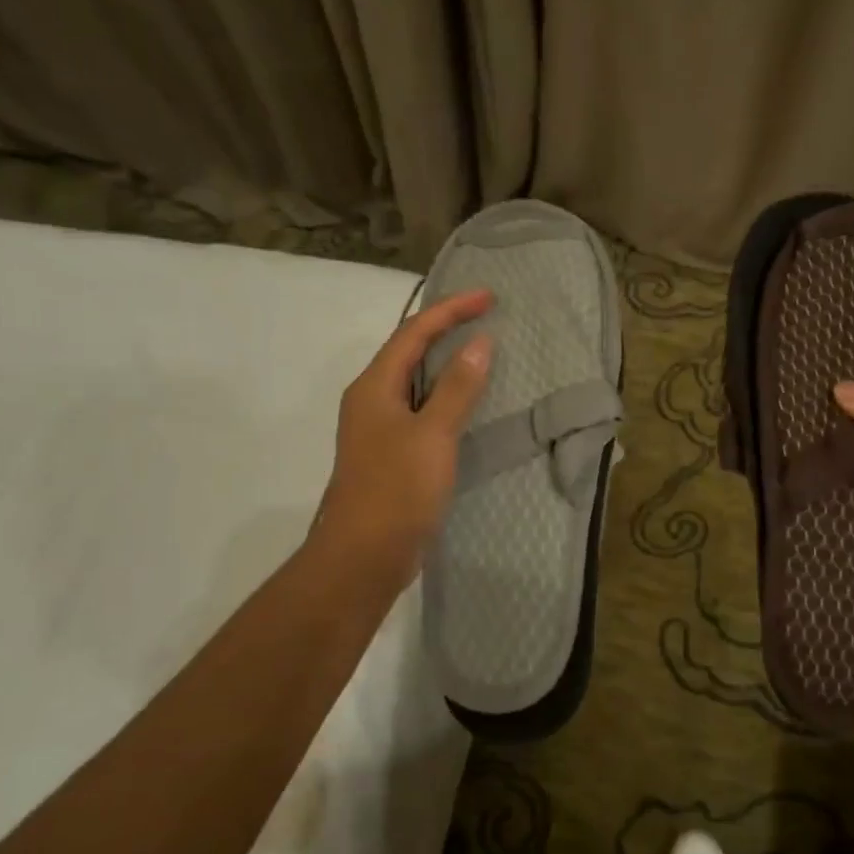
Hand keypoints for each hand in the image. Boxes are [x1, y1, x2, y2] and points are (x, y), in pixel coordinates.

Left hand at [305, 289, 493, 594]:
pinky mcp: (391, 454)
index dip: (451, 310)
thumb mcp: (433, 434)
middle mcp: (372, 400)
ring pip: (415, 381)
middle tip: (486, 317)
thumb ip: (457, 387)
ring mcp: (379, 429)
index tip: (489, 297)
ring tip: (481, 351)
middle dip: (446, 328)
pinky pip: (421, 409)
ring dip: (446, 362)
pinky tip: (468, 404)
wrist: (364, 555)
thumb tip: (479, 342)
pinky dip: (446, 395)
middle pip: (409, 351)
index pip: (413, 332)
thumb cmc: (396, 489)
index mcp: (374, 387)